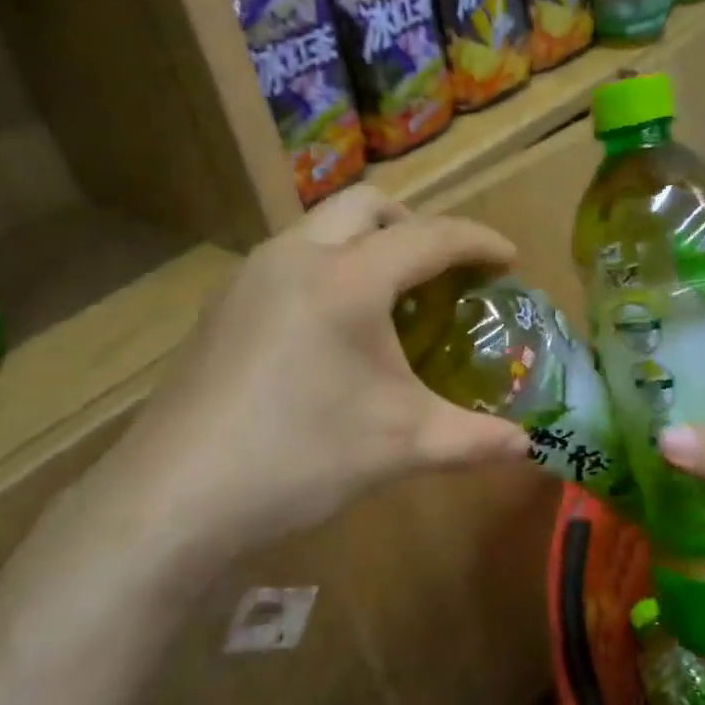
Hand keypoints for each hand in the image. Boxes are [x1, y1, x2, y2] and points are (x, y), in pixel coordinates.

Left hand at [88, 188, 528, 562]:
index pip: (430, 237)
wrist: (174, 499)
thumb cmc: (300, 459)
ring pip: (320, 226)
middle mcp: (295, 256)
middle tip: (442, 270)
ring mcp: (249, 276)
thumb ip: (474, 440)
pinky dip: (328, 267)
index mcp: (347, 279)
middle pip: (367, 204)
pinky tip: (331, 331)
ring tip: (390, 299)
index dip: (479, 242)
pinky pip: (289, 259)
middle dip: (415, 224)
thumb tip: (530, 449)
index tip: (510, 259)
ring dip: (365, 242)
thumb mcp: (401, 446)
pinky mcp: (222, 304)